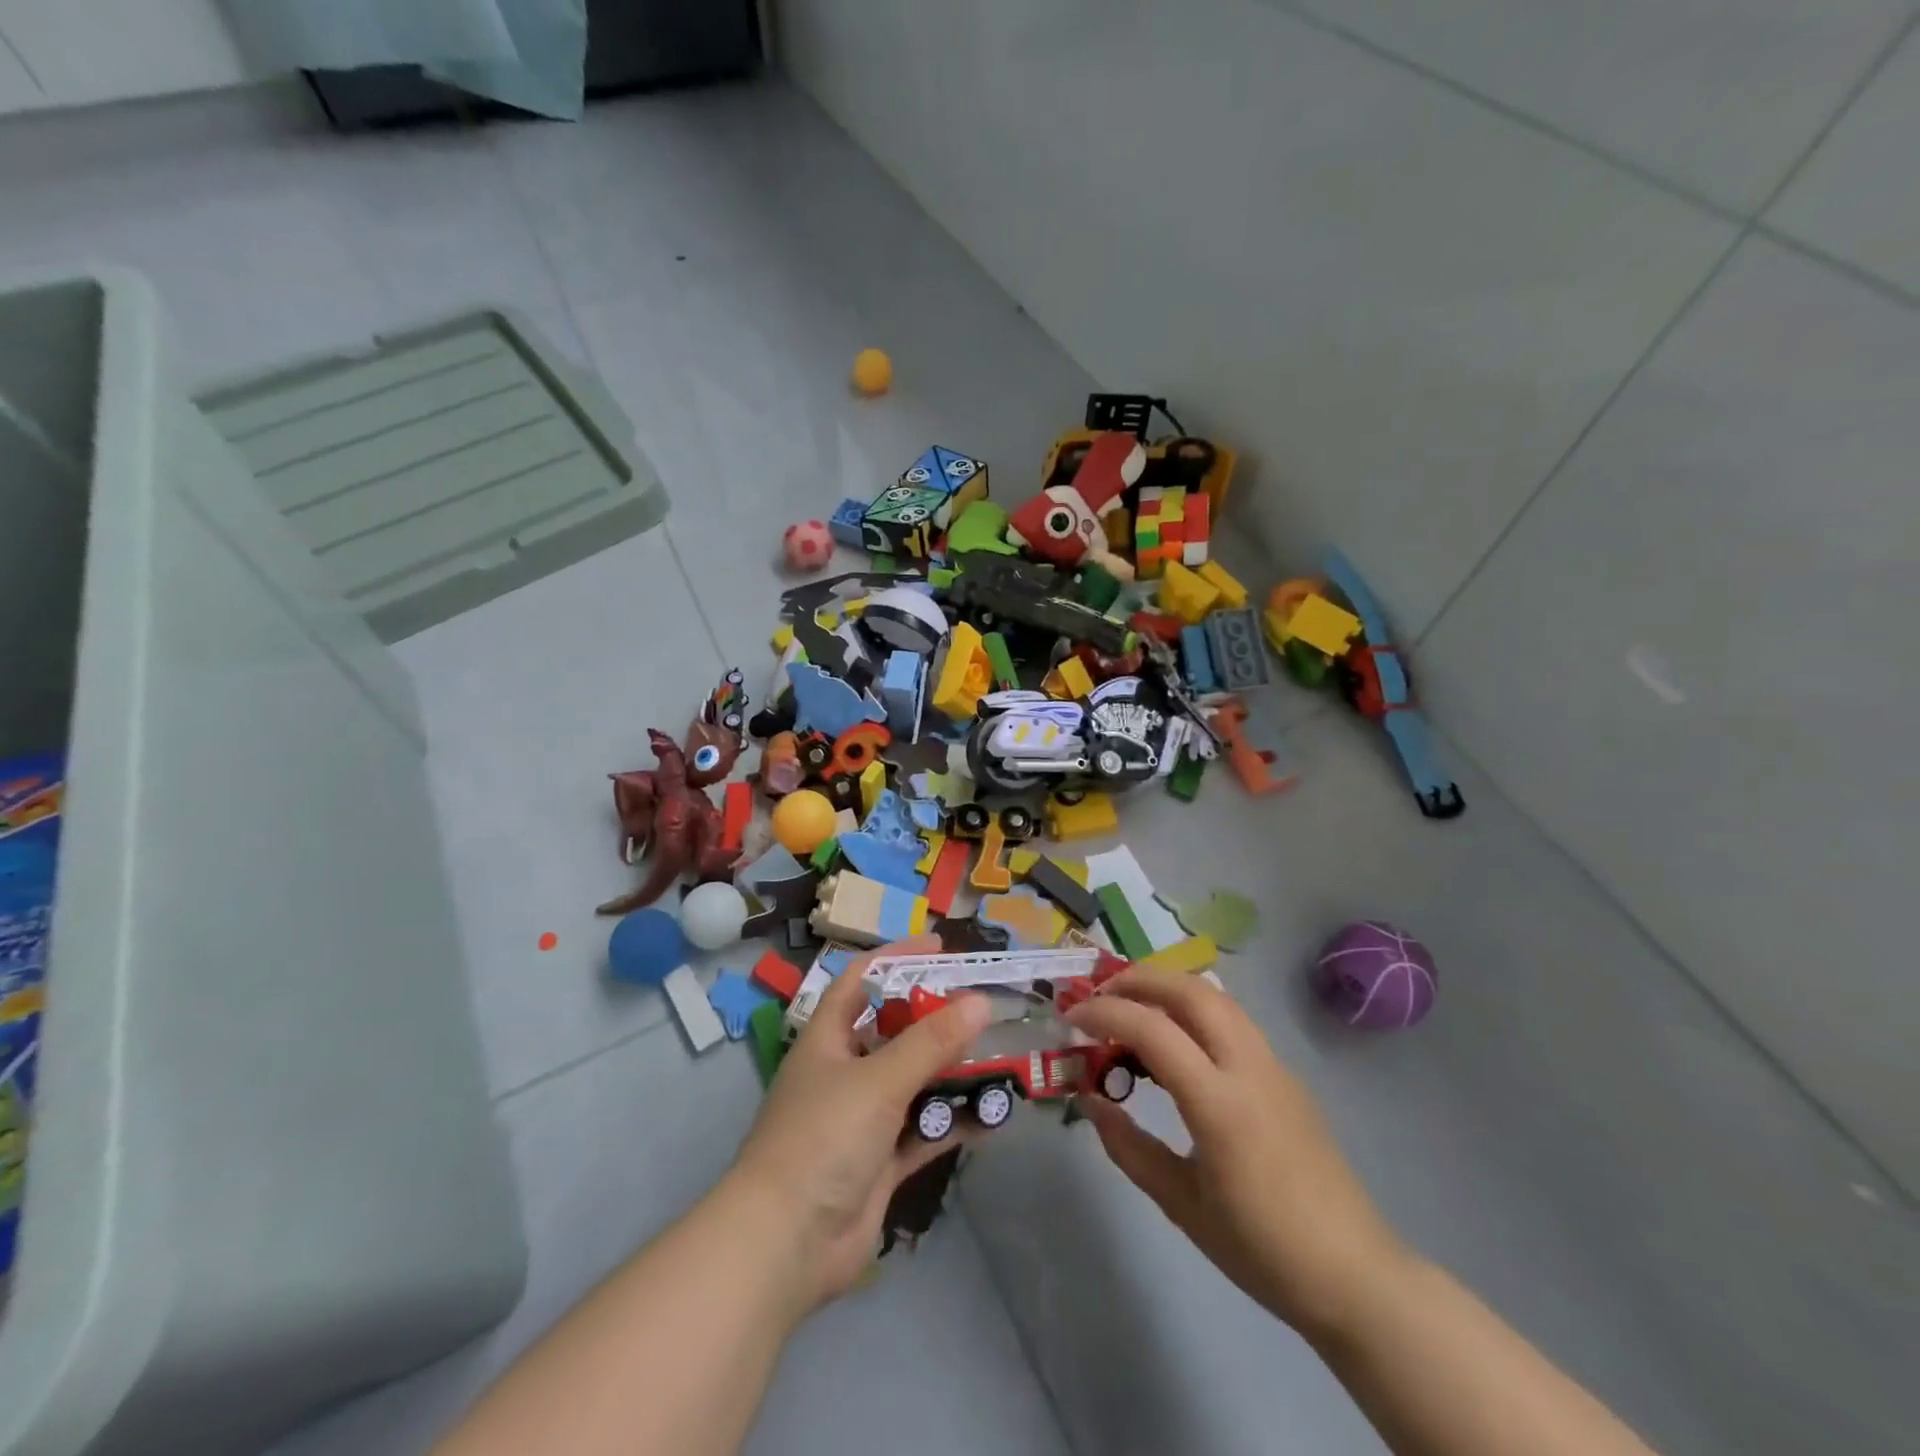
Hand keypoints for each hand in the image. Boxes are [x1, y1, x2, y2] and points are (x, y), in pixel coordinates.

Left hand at [728, 935, 992, 1312]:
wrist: (786, 1245)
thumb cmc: (823, 1138)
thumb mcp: (878, 1079)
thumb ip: (931, 1042)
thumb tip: (980, 1002)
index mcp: (828, 1039)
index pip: (861, 981)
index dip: (897, 958)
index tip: (942, 948)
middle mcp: (844, 1072)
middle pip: (895, 1032)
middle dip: (936, 1018)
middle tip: (984, 1005)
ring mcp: (863, 1120)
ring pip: (915, 1082)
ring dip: (952, 1073)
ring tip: (1001, 1056)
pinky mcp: (881, 1162)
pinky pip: (925, 1132)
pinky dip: (955, 1123)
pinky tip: (995, 1116)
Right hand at [1069, 969, 1408, 1335]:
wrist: (1354, 1275)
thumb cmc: (1261, 1249)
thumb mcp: (1180, 1204)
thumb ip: (1128, 1146)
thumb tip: (1088, 1100)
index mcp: (1220, 1104)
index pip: (1153, 1029)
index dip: (1106, 1012)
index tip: (1073, 1016)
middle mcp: (1249, 1068)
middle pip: (1190, 991)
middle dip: (1138, 979)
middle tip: (1099, 994)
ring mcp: (1274, 1065)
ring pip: (1216, 998)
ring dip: (1168, 987)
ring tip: (1131, 1006)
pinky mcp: (1285, 1074)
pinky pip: (1233, 1020)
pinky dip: (1194, 1009)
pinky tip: (1174, 1040)